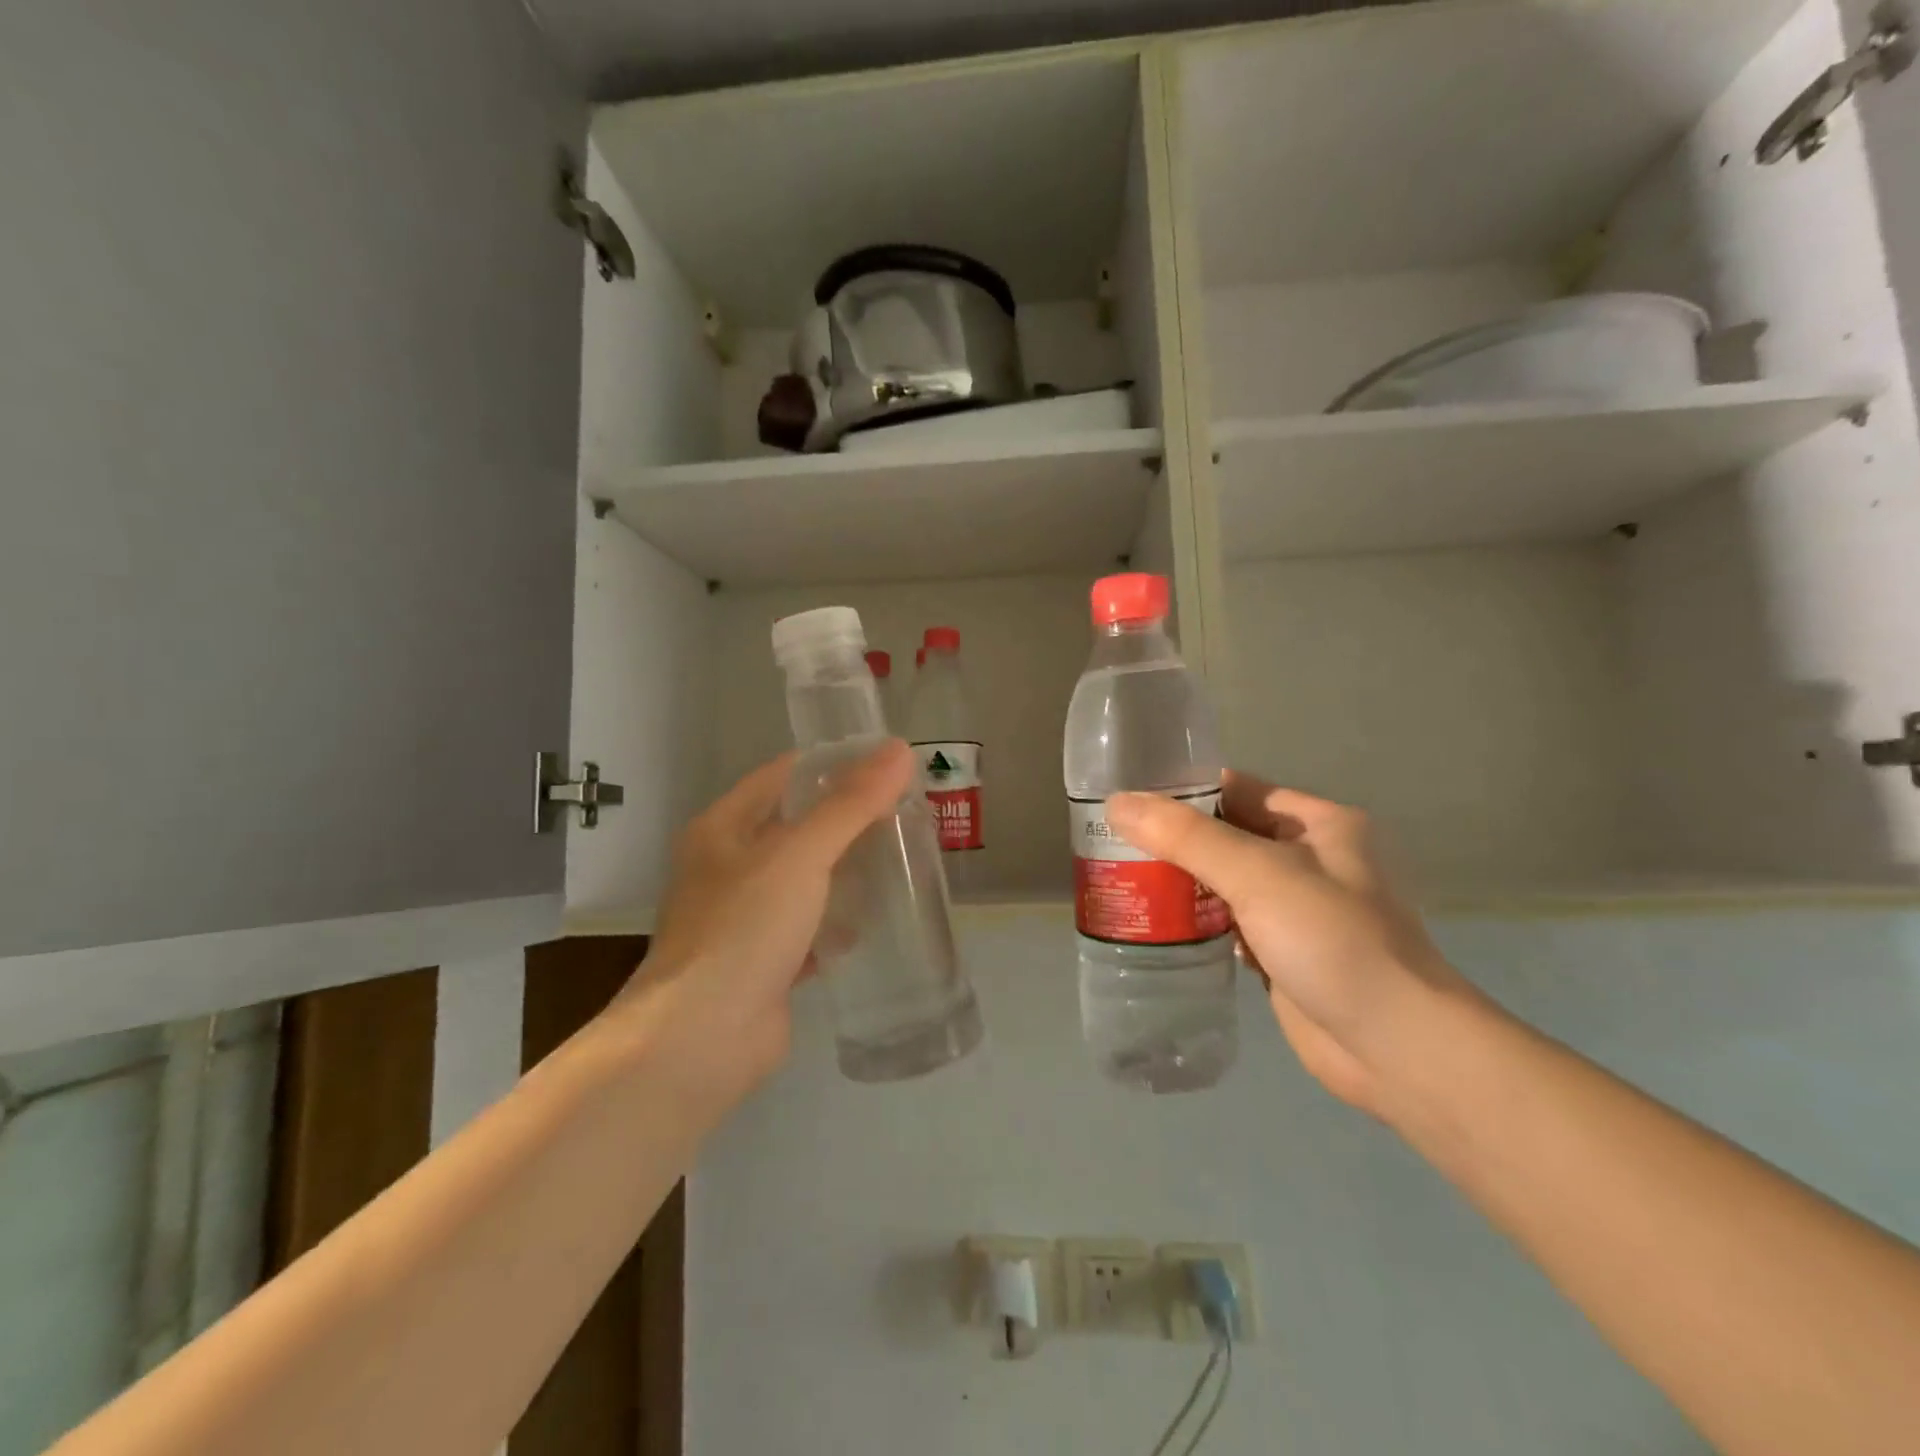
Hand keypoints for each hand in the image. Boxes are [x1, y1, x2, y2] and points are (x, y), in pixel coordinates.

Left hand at [618, 740, 915, 1102]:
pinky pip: (809, 928)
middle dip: (847, 820)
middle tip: (904, 811)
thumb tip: (899, 749)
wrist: (702, 1039)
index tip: (885, 765)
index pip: (782, 776)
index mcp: (723, 829)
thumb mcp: (800, 855)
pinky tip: (875, 919)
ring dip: (845, 870)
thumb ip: (850, 804)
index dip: (831, 765)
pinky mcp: (765, 961)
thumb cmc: (744, 929)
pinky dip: (838, 921)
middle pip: (796, 828)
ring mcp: (745, 918)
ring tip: (900, 857)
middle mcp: (728, 868)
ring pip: (804, 880)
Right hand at [1105, 774, 1474, 1114]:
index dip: (1184, 791)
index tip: (1126, 798)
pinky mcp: (1282, 953)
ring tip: (1120, 876)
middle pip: (1227, 836)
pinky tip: (1154, 922)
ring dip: (1180, 882)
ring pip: (1224, 882)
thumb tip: (1118, 802)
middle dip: (1173, 840)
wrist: (1394, 1047)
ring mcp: (1297, 910)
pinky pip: (1228, 923)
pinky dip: (1196, 920)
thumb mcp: (1258, 873)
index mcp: (1317, 823)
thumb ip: (1186, 837)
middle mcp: (1309, 859)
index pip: (1237, 789)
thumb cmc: (1332, 940)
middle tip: (1109, 840)